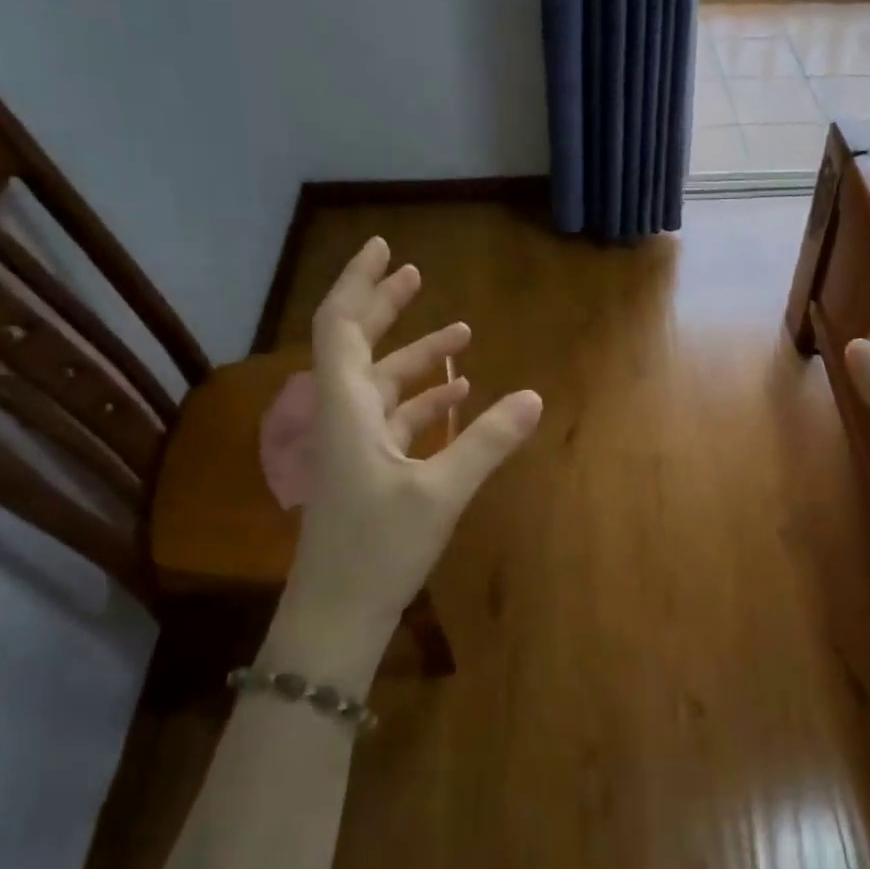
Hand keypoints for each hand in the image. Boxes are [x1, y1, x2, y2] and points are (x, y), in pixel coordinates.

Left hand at [273, 237, 541, 684]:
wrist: (336, 618)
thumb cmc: (377, 552)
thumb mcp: (440, 494)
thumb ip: (486, 442)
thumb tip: (533, 397)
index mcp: (346, 410)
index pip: (340, 326)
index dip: (359, 283)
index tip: (387, 250)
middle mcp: (344, 418)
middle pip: (359, 347)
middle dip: (387, 308)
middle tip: (419, 276)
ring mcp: (355, 447)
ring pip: (384, 386)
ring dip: (418, 359)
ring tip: (462, 336)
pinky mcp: (368, 473)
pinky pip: (396, 421)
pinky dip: (425, 404)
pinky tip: (459, 399)